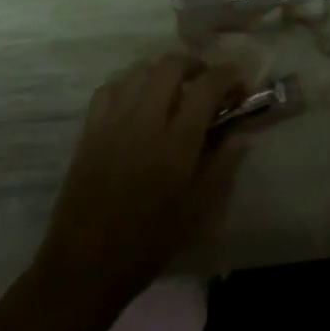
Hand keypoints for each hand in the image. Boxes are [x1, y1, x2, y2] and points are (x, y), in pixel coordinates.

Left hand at [38, 54, 246, 316]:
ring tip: (173, 90)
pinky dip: (128, 84)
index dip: (228, 74)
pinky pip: (109, 88)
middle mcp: (145, 121)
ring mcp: (113, 122)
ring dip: (162, 72)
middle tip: (206, 83)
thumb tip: (243, 132)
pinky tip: (137, 102)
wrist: (86, 265)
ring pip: (139, 70)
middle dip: (195, 65)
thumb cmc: (150, 242)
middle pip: (170, 65)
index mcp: (177, 142)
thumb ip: (223, 164)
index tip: (239, 82)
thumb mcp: (199, 210)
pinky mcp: (89, 130)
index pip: (207, 86)